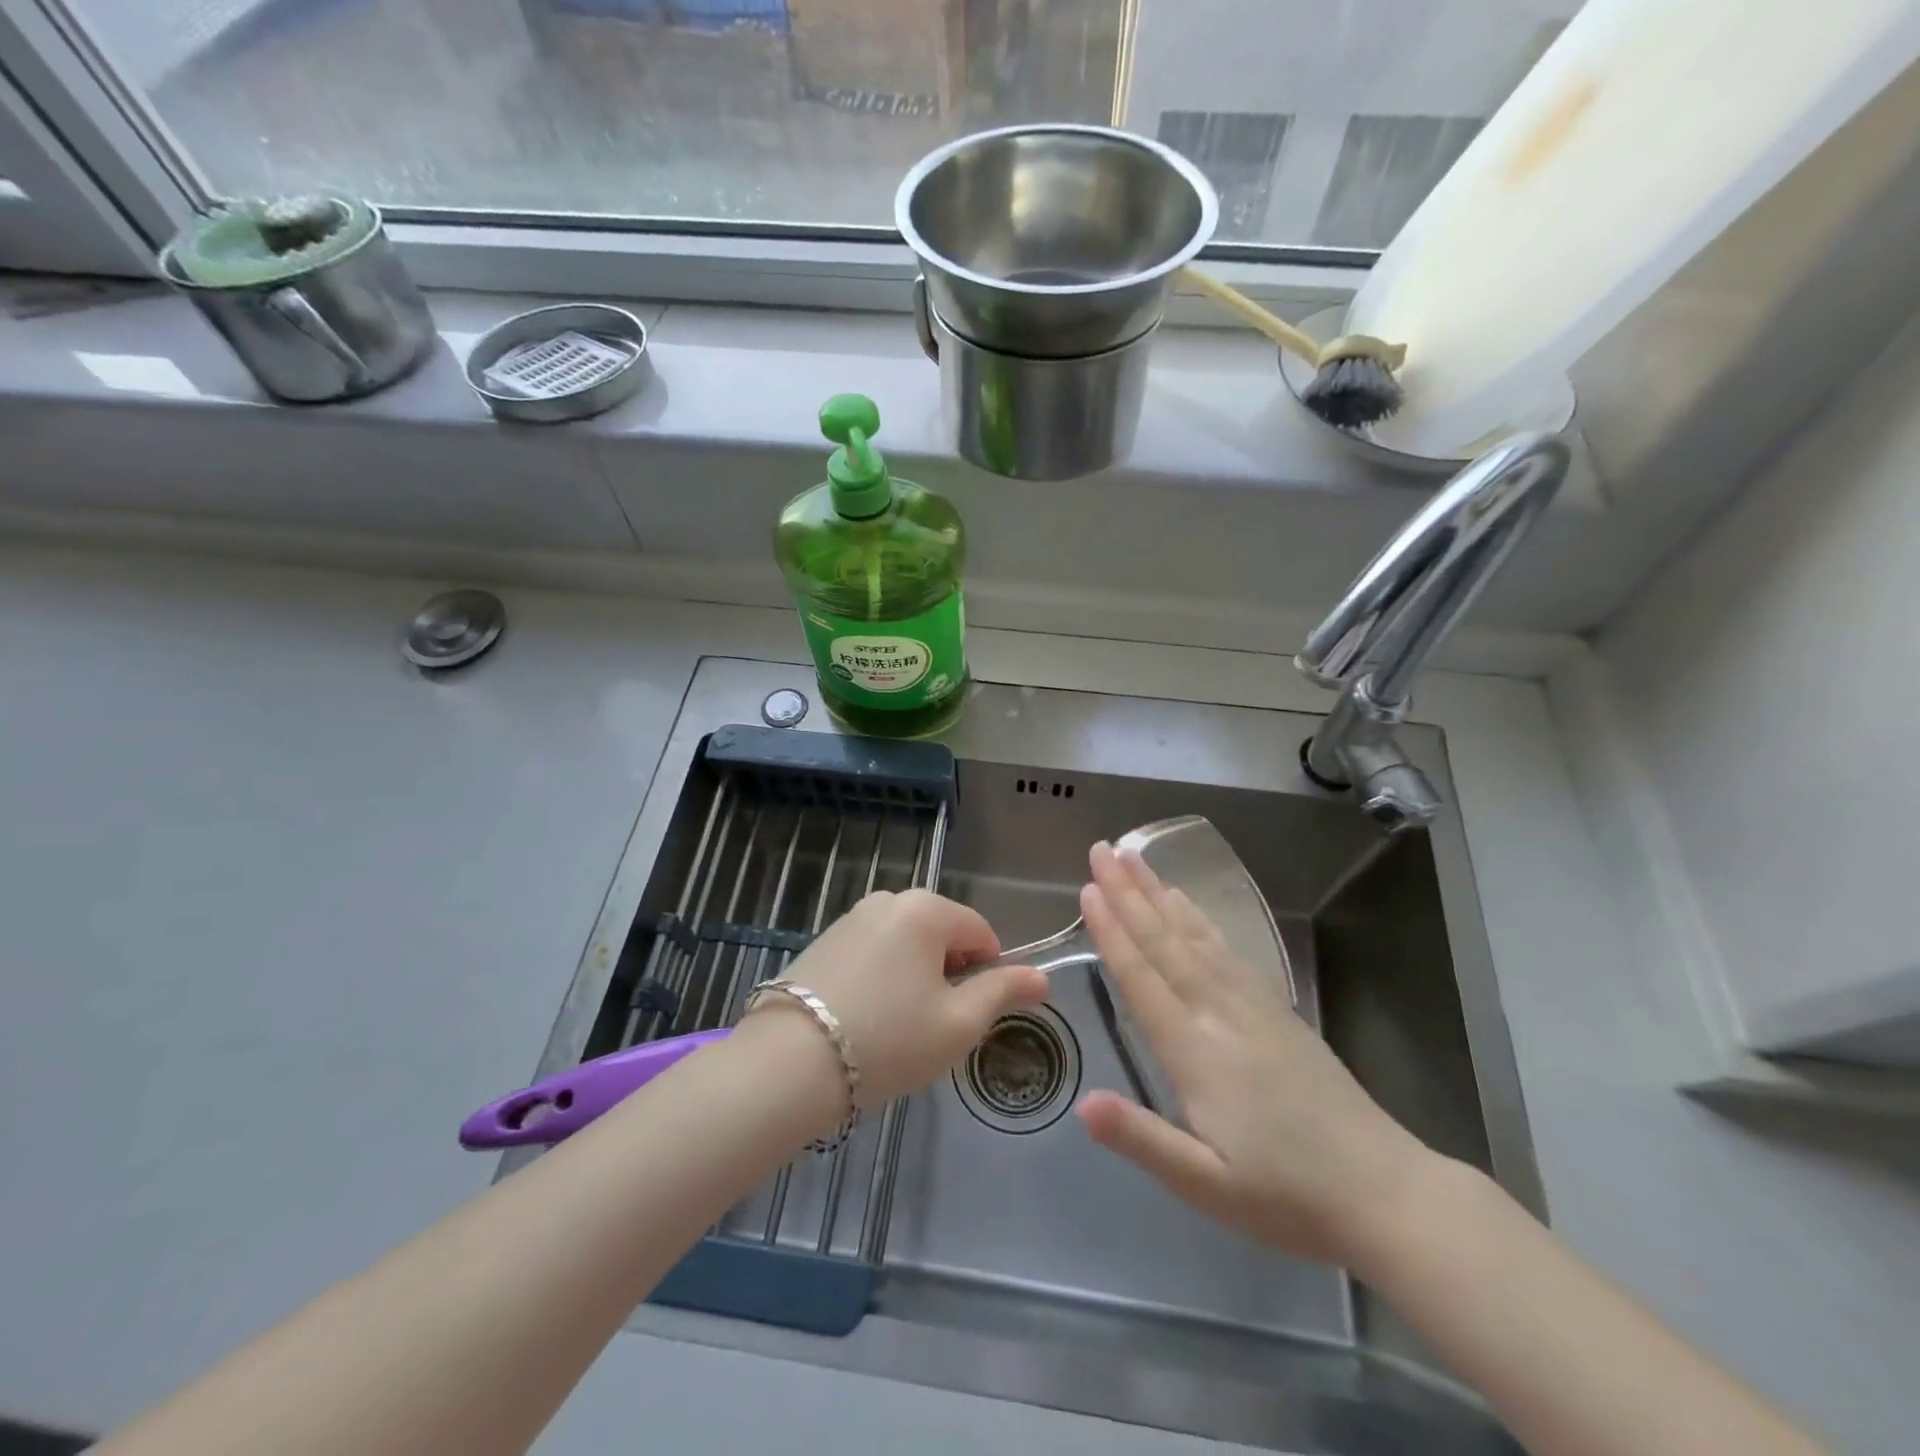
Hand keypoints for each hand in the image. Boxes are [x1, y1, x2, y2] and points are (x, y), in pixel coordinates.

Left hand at [756, 888, 1048, 1109]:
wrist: (789, 1064)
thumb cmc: (889, 1040)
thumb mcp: (959, 1023)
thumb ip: (1004, 992)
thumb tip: (1042, 977)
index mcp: (926, 909)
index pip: (981, 932)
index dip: (988, 974)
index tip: (968, 1016)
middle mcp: (888, 900)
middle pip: (942, 935)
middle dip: (948, 975)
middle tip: (931, 1026)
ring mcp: (851, 918)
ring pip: (906, 946)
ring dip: (914, 978)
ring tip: (896, 1027)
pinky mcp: (823, 941)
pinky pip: (873, 953)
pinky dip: (882, 979)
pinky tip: (865, 1019)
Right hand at [1076, 842, 1437, 1266]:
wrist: (1384, 1192)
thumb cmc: (1287, 1196)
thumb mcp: (1206, 1187)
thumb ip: (1142, 1140)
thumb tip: (1082, 1105)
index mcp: (1197, 1054)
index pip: (1143, 980)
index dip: (1113, 933)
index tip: (1089, 890)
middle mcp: (1220, 1014)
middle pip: (1165, 943)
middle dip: (1129, 894)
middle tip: (1102, 850)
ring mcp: (1252, 1005)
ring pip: (1195, 936)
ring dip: (1159, 894)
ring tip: (1135, 859)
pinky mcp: (1275, 1007)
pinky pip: (1226, 948)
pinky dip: (1199, 918)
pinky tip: (1187, 904)